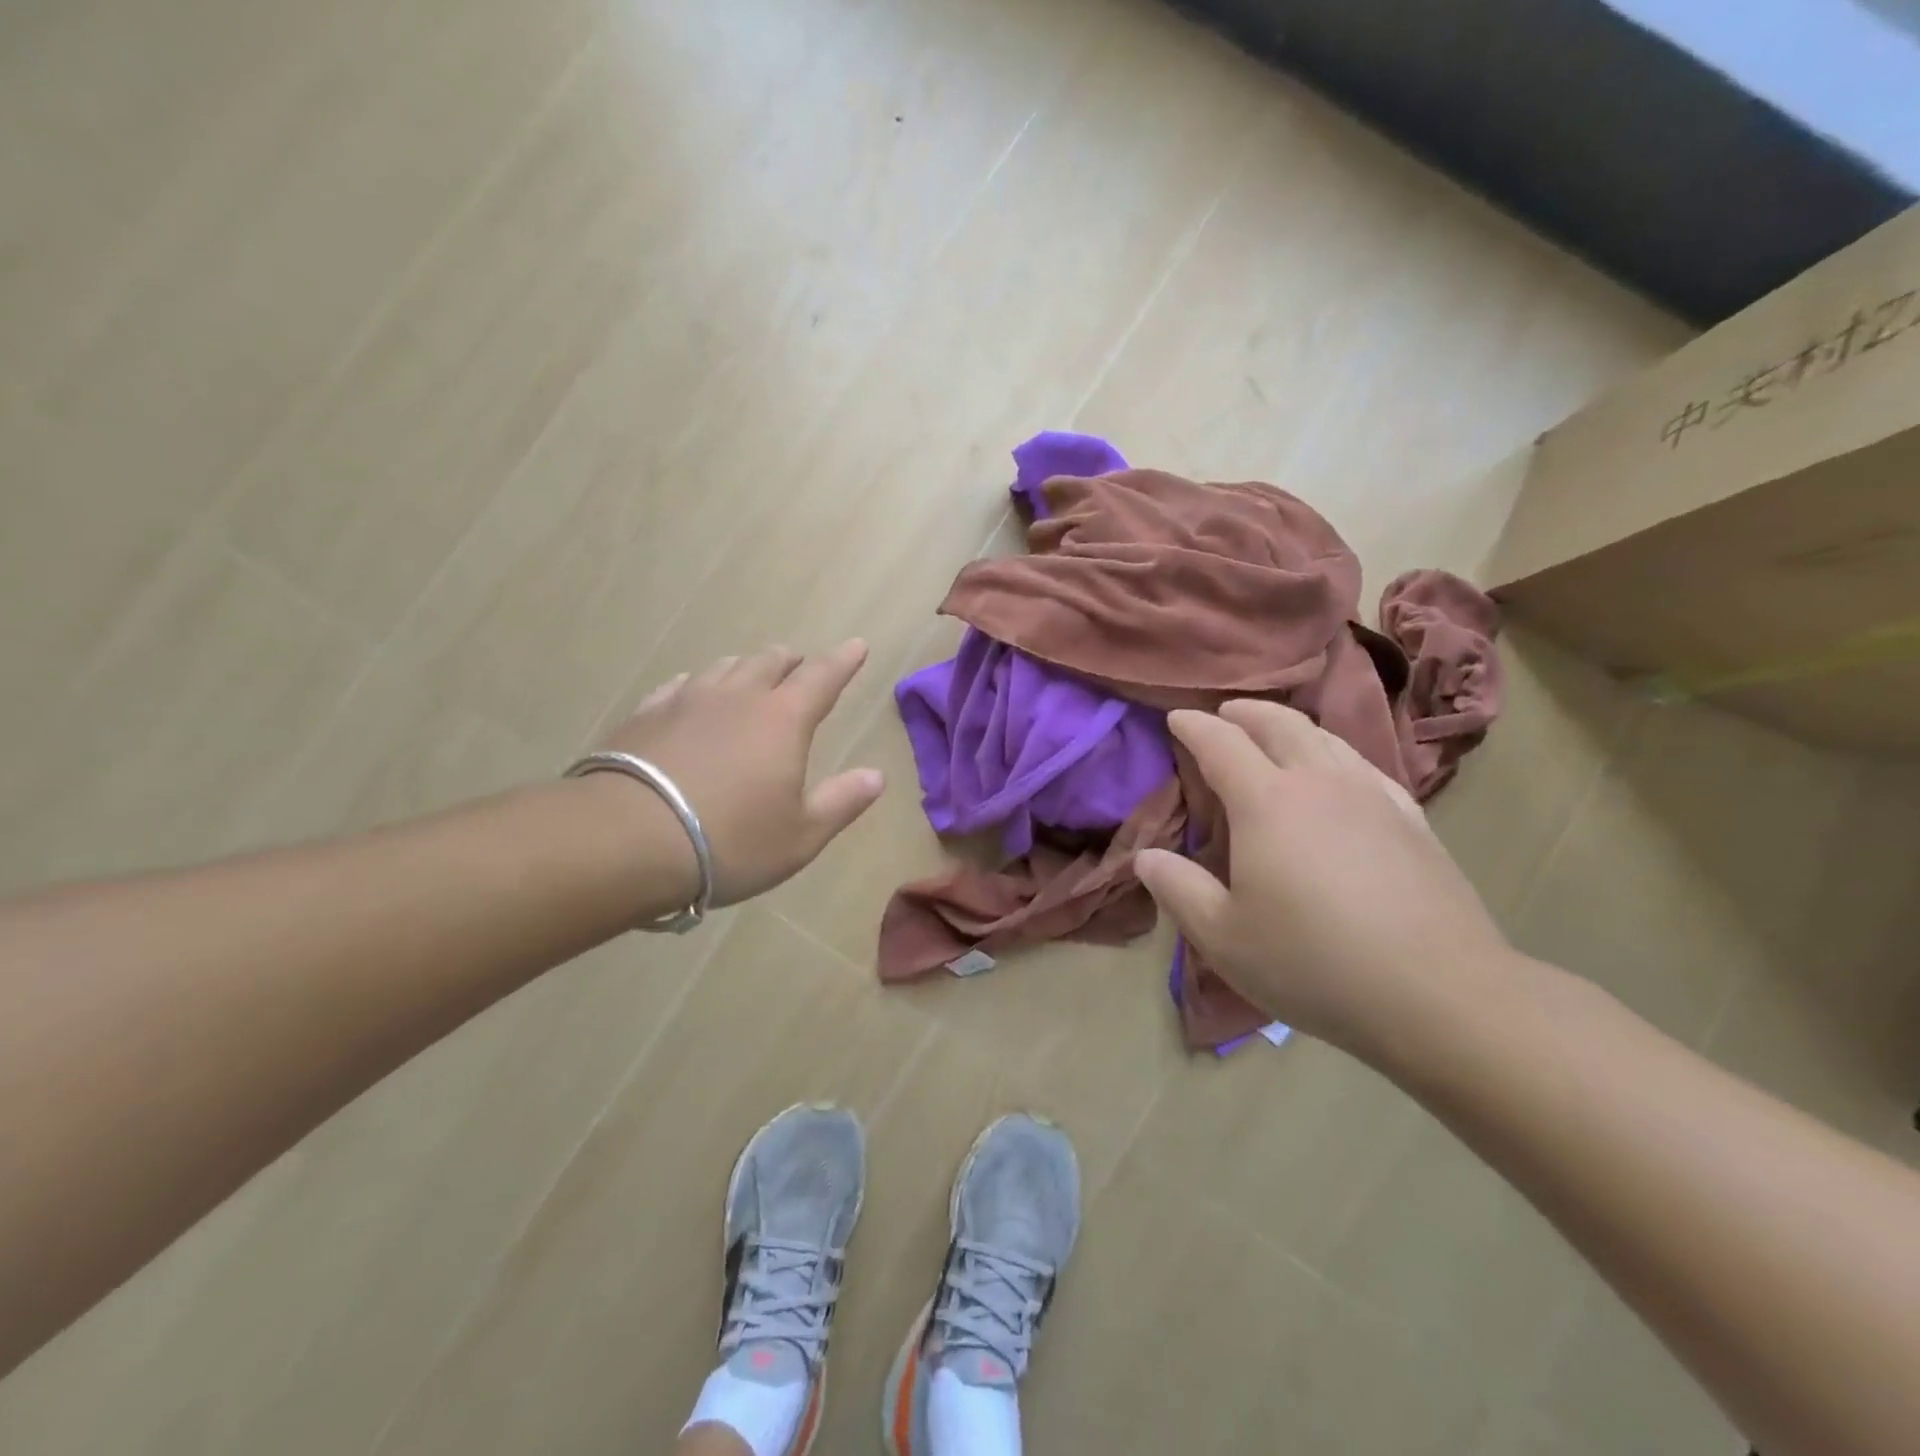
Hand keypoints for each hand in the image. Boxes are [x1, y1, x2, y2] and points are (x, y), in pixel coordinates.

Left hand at [596, 641, 885, 907]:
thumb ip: (842, 801)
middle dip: (791, 661)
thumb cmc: (730, 841)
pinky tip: (692, 694)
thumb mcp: (801, 835)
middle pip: (770, 662)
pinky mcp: (646, 714)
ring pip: (724, 667)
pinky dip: (698, 684)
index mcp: (783, 720)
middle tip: (799, 665)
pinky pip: (680, 685)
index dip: (844, 661)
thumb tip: (876, 775)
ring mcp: (687, 701)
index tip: (857, 646)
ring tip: (750, 676)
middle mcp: (738, 697)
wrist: (627, 839)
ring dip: (745, 668)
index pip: (822, 677)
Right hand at [1134, 700, 1513, 1059]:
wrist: (1439, 993)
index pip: (1221, 743)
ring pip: (1326, 739)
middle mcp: (1319, 783)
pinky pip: (1364, 765)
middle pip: (1279, 724)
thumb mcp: (1223, 937)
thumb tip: (1146, 856)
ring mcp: (1372, 796)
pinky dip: (1335, 753)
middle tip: (1224, 713)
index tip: (1175, 718)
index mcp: (1266, 803)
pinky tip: (1338, 773)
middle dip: (1245, 712)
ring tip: (1274, 733)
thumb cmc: (1313, 963)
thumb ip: (1178, 889)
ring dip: (1291, 726)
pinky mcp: (1412, 819)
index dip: (1193, 726)